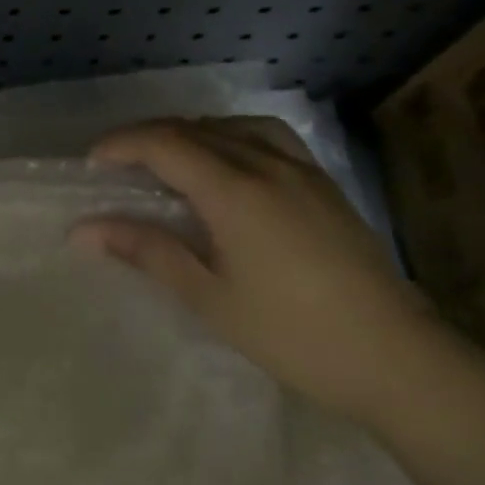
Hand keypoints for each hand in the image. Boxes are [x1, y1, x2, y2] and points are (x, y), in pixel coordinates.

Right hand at [72, 116, 467, 425]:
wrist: (398, 359)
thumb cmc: (292, 334)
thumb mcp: (209, 297)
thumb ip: (148, 251)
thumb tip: (86, 230)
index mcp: (235, 191)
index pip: (165, 144)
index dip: (122, 145)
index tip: (92, 162)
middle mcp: (267, 165)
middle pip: (194, 128)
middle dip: (147, 137)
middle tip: (116, 165)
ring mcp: (302, 170)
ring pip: (232, 126)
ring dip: (189, 132)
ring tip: (166, 159)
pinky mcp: (324, 184)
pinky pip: (268, 136)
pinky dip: (231, 134)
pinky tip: (228, 163)